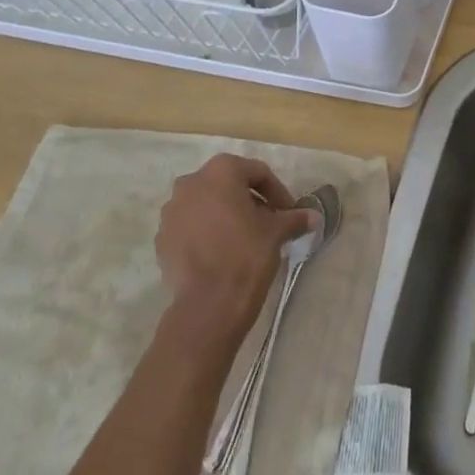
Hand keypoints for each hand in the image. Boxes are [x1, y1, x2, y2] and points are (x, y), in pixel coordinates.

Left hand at [155, 154, 313, 337]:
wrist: (209, 302)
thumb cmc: (247, 253)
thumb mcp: (277, 231)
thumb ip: (295, 218)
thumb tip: (313, 217)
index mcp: (220, 171)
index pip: (257, 172)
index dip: (277, 192)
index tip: (289, 212)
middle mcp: (190, 183)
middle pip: (228, 185)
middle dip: (249, 200)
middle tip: (268, 221)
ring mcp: (171, 212)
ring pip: (206, 205)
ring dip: (226, 215)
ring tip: (244, 238)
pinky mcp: (161, 239)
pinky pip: (190, 227)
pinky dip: (207, 232)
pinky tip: (222, 253)